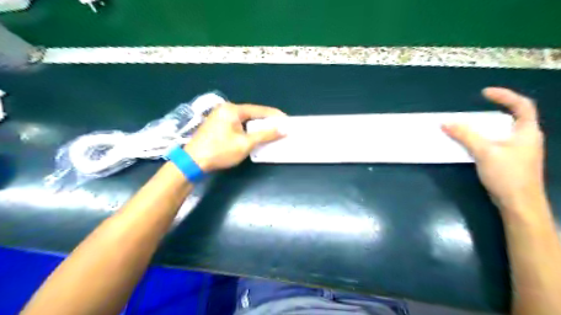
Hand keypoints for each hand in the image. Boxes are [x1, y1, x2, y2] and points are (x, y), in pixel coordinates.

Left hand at [186, 103, 286, 171]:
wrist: (193, 162)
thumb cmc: (220, 151)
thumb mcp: (245, 144)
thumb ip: (265, 135)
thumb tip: (283, 129)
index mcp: (233, 109)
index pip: (259, 110)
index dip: (274, 116)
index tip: (287, 121)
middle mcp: (226, 109)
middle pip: (252, 113)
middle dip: (267, 121)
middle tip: (280, 127)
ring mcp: (220, 116)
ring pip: (245, 119)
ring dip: (258, 126)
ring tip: (271, 132)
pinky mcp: (217, 125)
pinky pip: (238, 124)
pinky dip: (248, 129)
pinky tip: (255, 135)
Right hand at [443, 88, 543, 210]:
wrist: (519, 204)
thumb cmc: (507, 175)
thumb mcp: (484, 151)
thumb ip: (465, 135)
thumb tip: (445, 123)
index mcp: (527, 131)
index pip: (522, 105)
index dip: (505, 95)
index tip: (484, 93)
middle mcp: (526, 139)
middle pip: (514, 117)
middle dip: (496, 110)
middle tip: (476, 109)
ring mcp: (519, 151)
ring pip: (504, 132)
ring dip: (488, 126)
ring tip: (471, 125)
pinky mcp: (511, 161)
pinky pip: (498, 143)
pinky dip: (485, 139)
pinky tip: (473, 144)